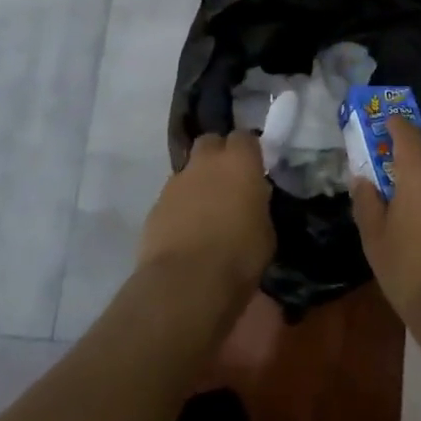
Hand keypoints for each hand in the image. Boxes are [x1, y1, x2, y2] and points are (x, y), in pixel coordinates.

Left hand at [139, 131, 274, 294]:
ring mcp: (175, 183)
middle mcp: (205, 163)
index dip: (249, 150)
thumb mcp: (266, 231)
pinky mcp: (154, 207)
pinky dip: (180, 207)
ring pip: (188, 170)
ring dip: (197, 183)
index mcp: (239, 162)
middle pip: (210, 142)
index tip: (255, 167)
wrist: (185, 283)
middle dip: (218, 155)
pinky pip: (172, 197)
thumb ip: (258, 205)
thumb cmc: (239, 256)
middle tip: (229, 180)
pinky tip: (187, 231)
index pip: (245, 137)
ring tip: (207, 211)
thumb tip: (252, 200)